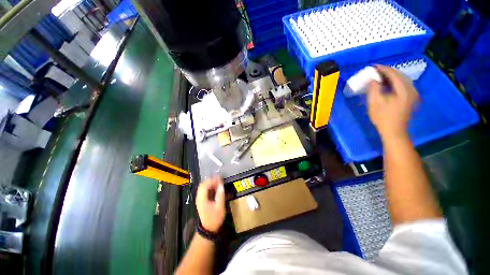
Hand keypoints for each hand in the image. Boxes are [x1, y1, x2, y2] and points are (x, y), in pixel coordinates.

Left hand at [196, 176, 224, 232]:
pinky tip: (215, 187)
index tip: (219, 178)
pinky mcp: (201, 200)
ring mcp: (199, 199)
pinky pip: (204, 190)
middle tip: (219, 178)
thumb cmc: (214, 218)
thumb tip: (221, 185)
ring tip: (218, 182)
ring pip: (203, 187)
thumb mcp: (220, 207)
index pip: (205, 185)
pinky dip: (209, 186)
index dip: (212, 180)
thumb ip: (220, 195)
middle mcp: (199, 198)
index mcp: (202, 199)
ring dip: (210, 183)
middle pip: (202, 185)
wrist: (208, 229)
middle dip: (210, 180)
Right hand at [367, 65, 418, 139]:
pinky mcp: (411, 98)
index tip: (373, 66)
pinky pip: (404, 85)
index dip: (383, 69)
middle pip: (400, 75)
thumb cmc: (383, 117)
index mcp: (403, 90)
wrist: (394, 131)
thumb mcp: (375, 103)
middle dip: (388, 71)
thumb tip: (373, 80)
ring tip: (381, 76)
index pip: (394, 74)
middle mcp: (411, 89)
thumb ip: (374, 89)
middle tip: (376, 70)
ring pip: (403, 79)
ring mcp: (412, 94)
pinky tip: (389, 84)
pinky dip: (396, 81)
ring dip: (392, 76)